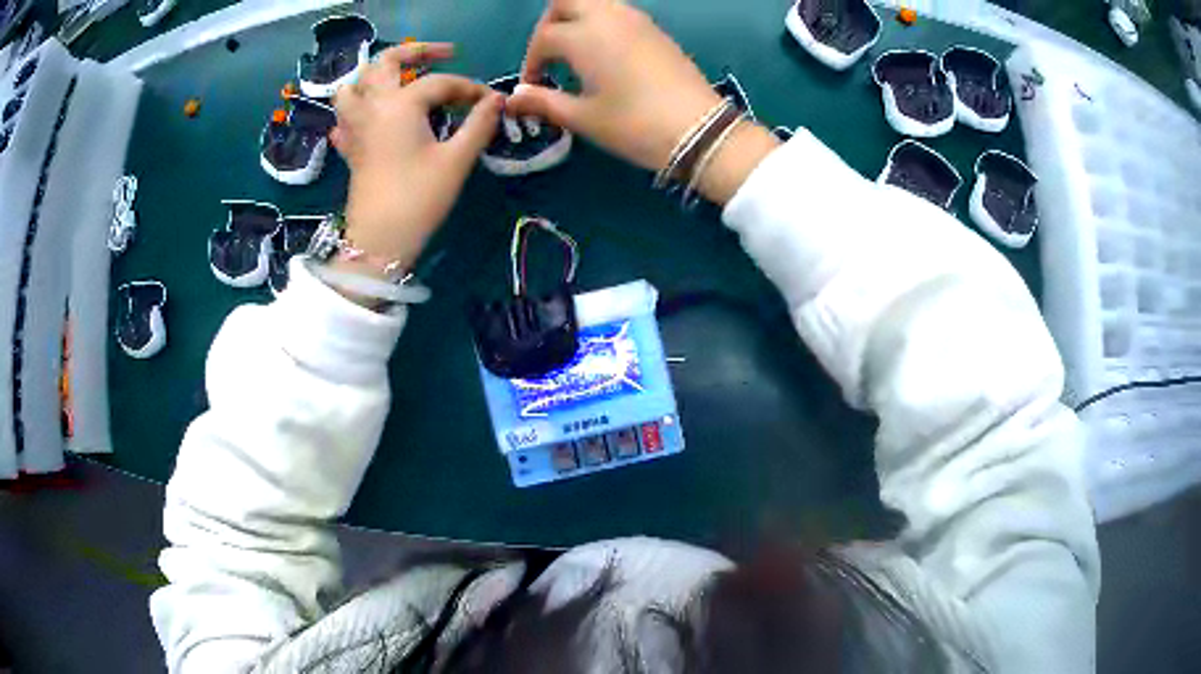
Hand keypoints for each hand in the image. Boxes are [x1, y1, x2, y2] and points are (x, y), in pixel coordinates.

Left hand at [331, 43, 503, 275]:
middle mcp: (373, 107)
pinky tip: (371, 119)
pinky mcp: (350, 150)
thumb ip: (479, 124)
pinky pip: (344, 119)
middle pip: (385, 62)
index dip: (469, 88)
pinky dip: (356, 111)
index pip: (440, 83)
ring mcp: (355, 128)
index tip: (490, 102)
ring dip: (374, 76)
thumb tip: (497, 100)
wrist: (378, 243)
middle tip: (443, 55)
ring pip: (353, 86)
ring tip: (399, 81)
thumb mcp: (456, 160)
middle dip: (416, 52)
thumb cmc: (418, 199)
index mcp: (400, 105)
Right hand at [508, 0, 779, 204]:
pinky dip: (602, 22)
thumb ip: (543, 102)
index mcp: (583, 36)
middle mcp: (607, 17)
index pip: (543, 37)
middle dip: (550, 23)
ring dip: (577, 18)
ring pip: (595, 2)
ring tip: (575, 51)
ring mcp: (636, 20)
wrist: (699, 131)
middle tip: (549, 53)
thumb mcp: (583, 117)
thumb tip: (514, 98)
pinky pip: (619, 11)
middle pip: (567, 2)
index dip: (531, 61)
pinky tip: (605, 52)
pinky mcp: (656, 29)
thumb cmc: (634, 125)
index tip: (533, 87)